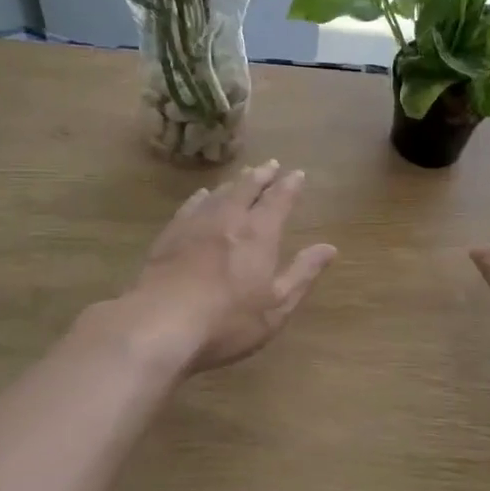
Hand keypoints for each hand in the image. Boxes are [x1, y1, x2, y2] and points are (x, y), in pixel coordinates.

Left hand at [131, 160, 336, 372]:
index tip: (297, 174)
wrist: (160, 325)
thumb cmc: (228, 321)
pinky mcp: (169, 237)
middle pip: (246, 188)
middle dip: (262, 175)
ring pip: (218, 193)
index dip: (289, 185)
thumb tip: (329, 248)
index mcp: (259, 234)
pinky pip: (189, 206)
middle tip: (271, 165)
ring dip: (234, 182)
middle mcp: (228, 219)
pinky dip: (201, 197)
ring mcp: (194, 225)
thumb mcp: (277, 305)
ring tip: (243, 176)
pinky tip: (201, 196)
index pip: (278, 200)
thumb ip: (302, 273)